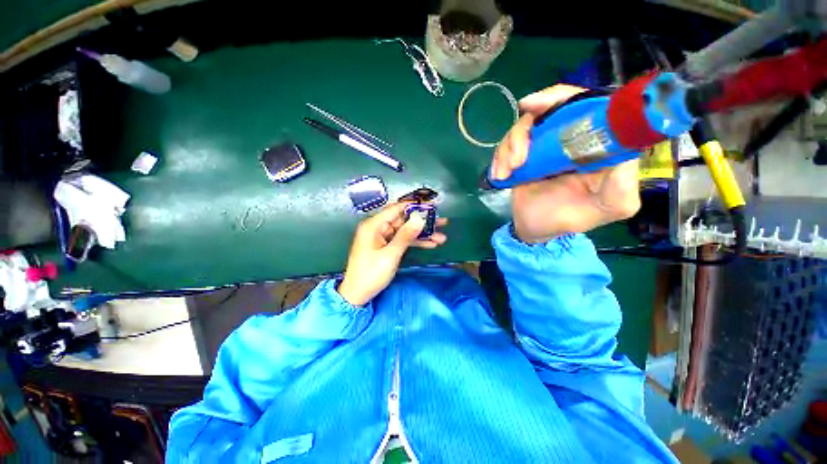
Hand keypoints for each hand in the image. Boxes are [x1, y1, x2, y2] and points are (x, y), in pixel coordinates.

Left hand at [338, 203, 447, 305]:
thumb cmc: (370, 274)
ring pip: (405, 231)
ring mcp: (382, 237)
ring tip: (441, 237)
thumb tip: (419, 219)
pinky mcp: (386, 246)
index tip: (432, 206)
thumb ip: (405, 236)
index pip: (396, 209)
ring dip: (422, 234)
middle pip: (403, 220)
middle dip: (423, 223)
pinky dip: (415, 242)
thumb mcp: (390, 255)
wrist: (357, 295)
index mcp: (373, 225)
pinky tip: (431, 244)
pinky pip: (402, 240)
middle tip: (442, 222)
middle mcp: (378, 228)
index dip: (415, 207)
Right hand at [491, 84, 641, 242]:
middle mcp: (572, 137)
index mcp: (599, 144)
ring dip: (510, 147)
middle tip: (517, 152)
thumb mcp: (608, 208)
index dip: (563, 97)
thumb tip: (623, 150)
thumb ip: (623, 185)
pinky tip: (500, 175)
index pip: (588, 103)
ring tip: (508, 172)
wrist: (534, 230)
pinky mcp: (524, 154)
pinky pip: (508, 143)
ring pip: (524, 125)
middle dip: (527, 126)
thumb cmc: (568, 220)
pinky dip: (500, 156)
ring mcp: (544, 144)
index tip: (537, 107)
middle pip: (551, 106)